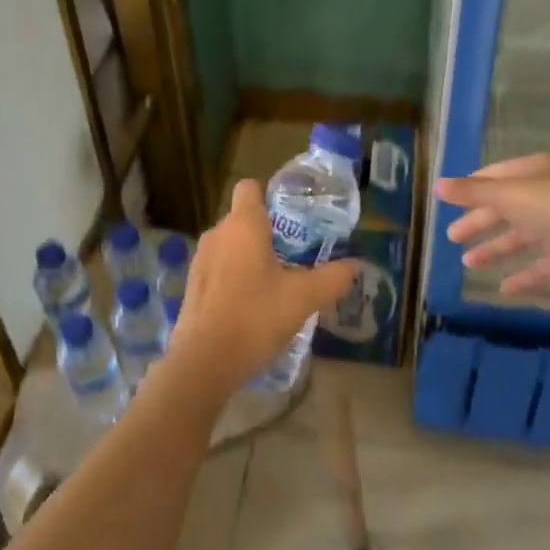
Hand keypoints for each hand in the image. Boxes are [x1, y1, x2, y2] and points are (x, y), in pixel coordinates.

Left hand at [164, 181, 360, 398]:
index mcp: (243, 225)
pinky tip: (253, 303)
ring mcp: (201, 259)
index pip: (249, 187)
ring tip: (277, 281)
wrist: (204, 361)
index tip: (292, 218)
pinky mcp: (193, 284)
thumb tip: (356, 264)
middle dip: (268, 231)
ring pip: (231, 244)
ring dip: (251, 255)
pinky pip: (219, 267)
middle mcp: (217, 233)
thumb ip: (332, 278)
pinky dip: (235, 275)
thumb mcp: (303, 298)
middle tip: (296, 255)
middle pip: (243, 218)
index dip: (269, 196)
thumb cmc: (256, 317)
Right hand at [435, 152, 549, 296]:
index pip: (497, 176)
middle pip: (505, 209)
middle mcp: (547, 198)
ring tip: (469, 263)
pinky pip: (540, 268)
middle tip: (452, 237)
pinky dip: (522, 277)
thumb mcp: (509, 195)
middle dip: (479, 222)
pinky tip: (503, 288)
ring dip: (494, 249)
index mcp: (535, 174)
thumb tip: (437, 186)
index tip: (450, 201)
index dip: (474, 187)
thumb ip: (473, 193)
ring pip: (520, 239)